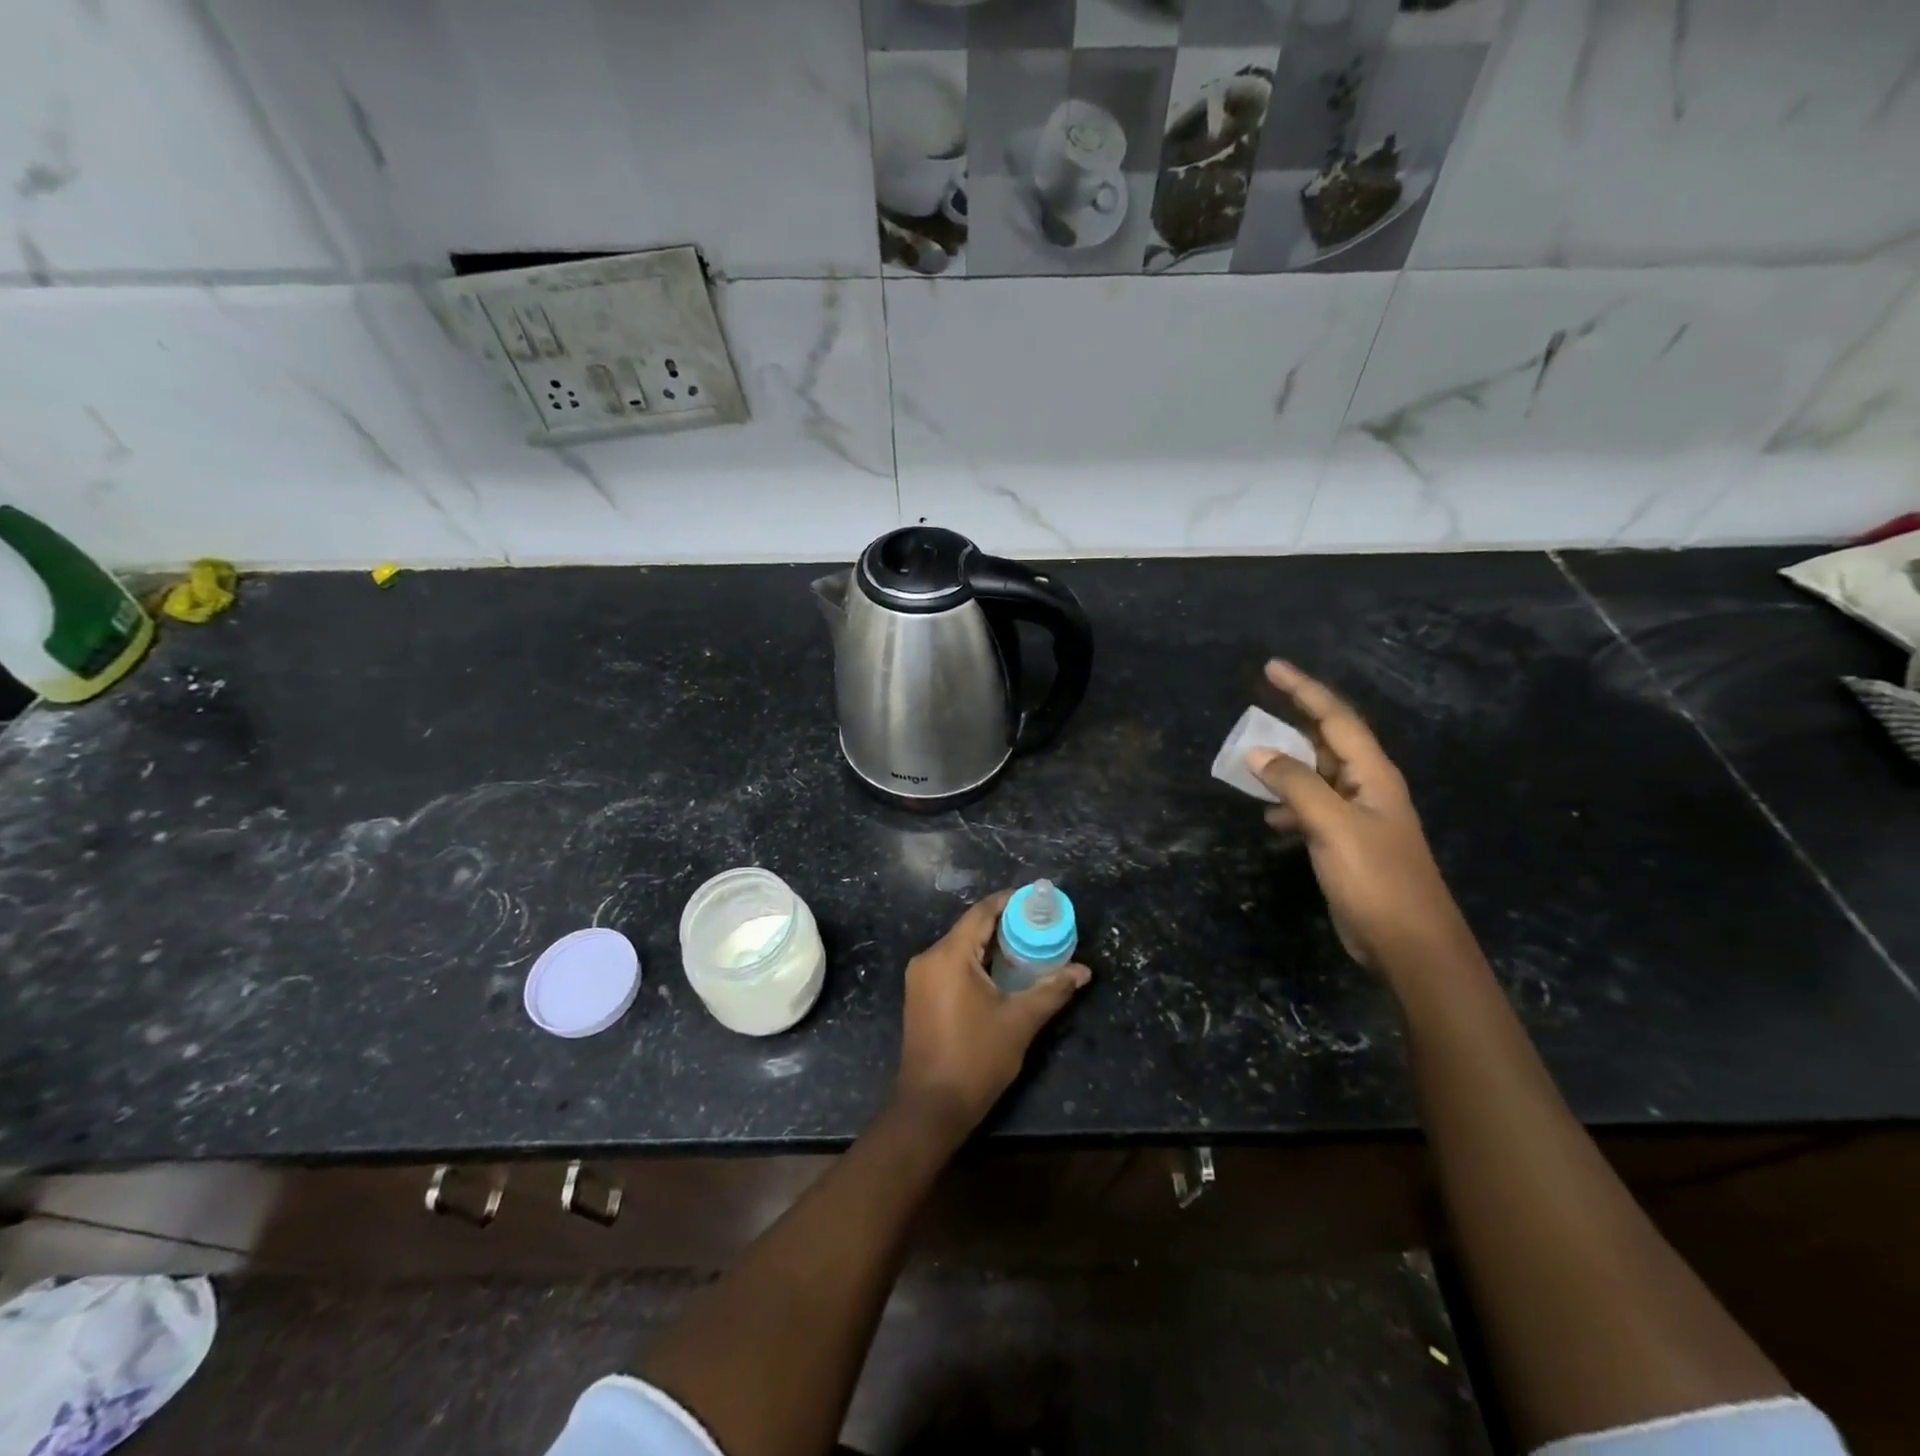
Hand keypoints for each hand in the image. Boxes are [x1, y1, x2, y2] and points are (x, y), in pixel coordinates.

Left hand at [895, 890, 1090, 1136]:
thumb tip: (1083, 971)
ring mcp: (919, 978)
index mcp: (949, 956)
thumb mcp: (1020, 1021)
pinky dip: (974, 962)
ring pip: (959, 947)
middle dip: (1003, 924)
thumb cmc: (976, 1059)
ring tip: (1025, 946)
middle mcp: (928, 958)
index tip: (1035, 900)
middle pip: (969, 928)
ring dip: (989, 944)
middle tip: (1038, 925)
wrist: (931, 1107)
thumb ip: (1052, 990)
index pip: (981, 912)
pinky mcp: (918, 995)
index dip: (1008, 902)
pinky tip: (999, 972)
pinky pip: (949, 964)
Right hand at [1249, 660, 1470, 975]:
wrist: (1410, 944)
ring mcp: (1358, 816)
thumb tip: (1256, 752)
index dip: (1304, 689)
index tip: (1271, 667)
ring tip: (1250, 765)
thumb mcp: (1332, 825)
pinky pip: (1312, 808)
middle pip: (1326, 742)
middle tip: (1254, 712)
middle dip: (1292, 724)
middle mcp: (1367, 787)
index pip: (1336, 718)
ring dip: (1285, 767)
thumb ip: (1294, 784)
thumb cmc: (1376, 878)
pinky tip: (1271, 818)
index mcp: (1372, 774)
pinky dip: (1289, 805)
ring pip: (1315, 776)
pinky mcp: (1347, 844)